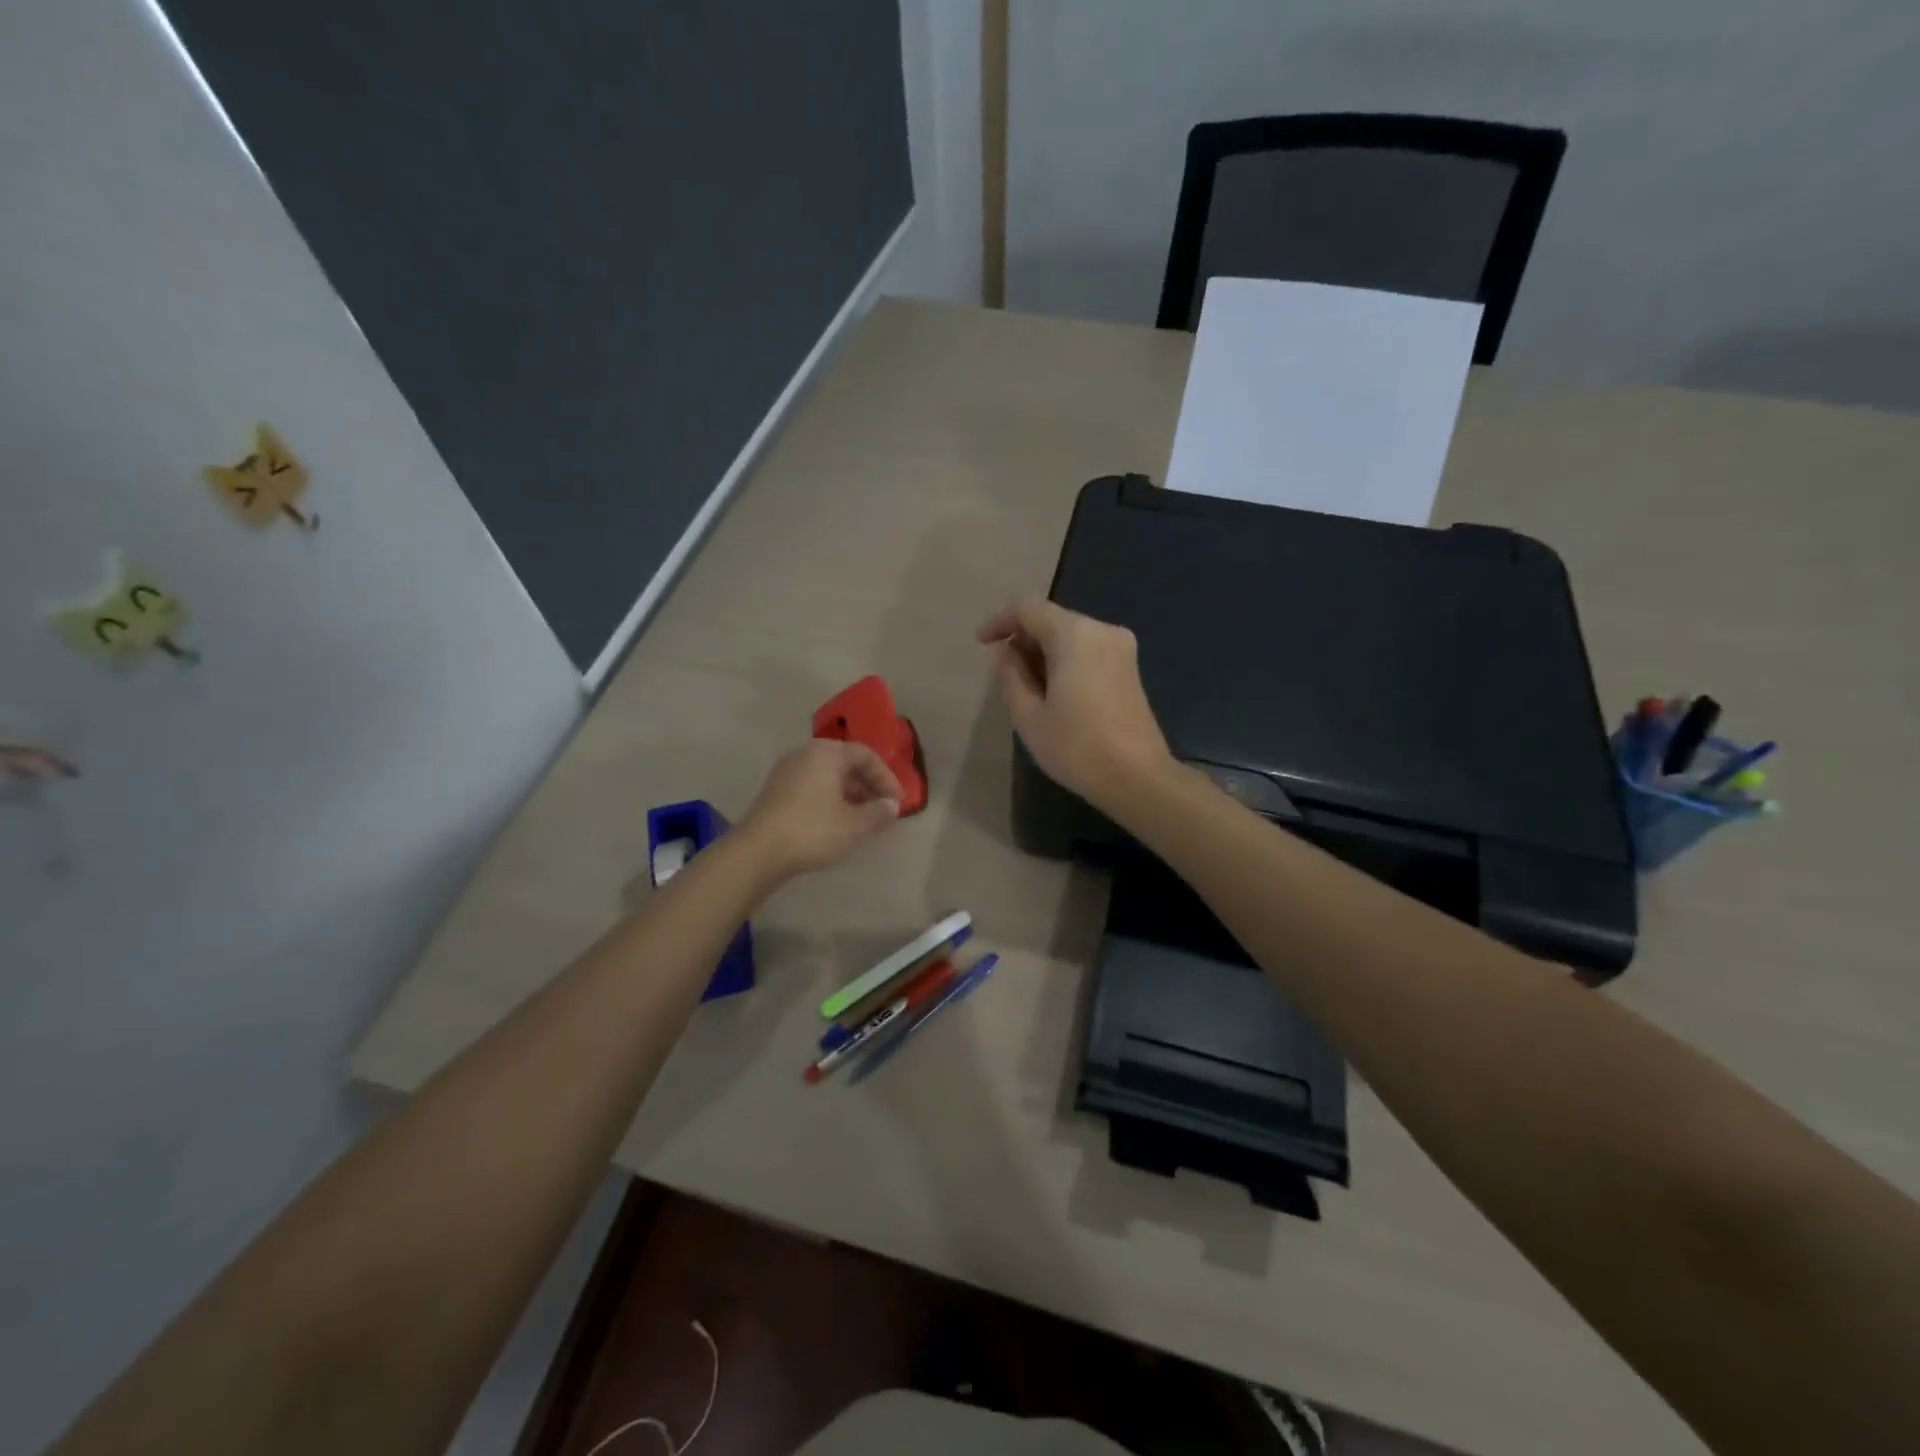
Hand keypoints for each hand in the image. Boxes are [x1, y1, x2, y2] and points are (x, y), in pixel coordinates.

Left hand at [737, 739, 901, 879]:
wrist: (757, 852)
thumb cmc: (812, 831)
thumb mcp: (854, 825)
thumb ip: (879, 812)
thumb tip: (892, 806)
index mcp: (826, 752)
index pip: (866, 755)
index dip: (886, 778)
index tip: (896, 803)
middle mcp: (805, 753)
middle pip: (845, 763)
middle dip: (868, 786)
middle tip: (882, 810)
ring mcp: (786, 771)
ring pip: (828, 776)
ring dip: (849, 794)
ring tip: (862, 819)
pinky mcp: (775, 790)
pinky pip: (811, 786)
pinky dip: (829, 799)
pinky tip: (836, 823)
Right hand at [976, 599, 1172, 810]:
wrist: (1138, 778)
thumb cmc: (1077, 748)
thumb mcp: (1028, 716)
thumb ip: (1011, 676)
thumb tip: (1006, 653)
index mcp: (1075, 634)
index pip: (1028, 609)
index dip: (1000, 621)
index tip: (981, 643)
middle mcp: (1102, 630)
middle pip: (1052, 619)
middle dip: (1023, 639)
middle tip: (1004, 674)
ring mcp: (1121, 648)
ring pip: (1070, 636)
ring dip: (1044, 652)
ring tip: (1027, 688)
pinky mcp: (1129, 668)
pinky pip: (1088, 650)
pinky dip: (1065, 661)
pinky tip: (1054, 692)